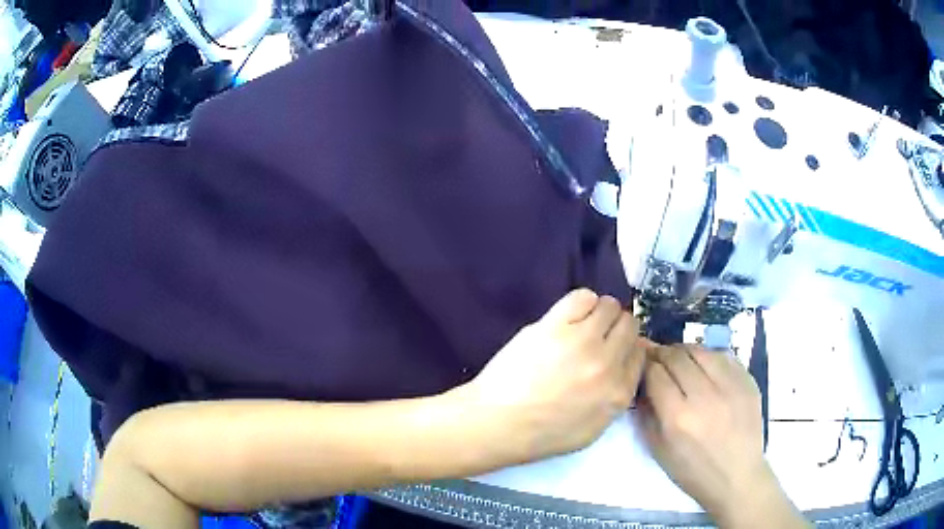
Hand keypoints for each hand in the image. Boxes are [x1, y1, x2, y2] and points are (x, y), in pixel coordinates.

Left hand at [459, 289, 645, 464]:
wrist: (497, 423)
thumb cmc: (541, 434)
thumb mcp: (592, 429)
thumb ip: (615, 397)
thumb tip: (623, 364)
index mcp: (619, 393)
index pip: (639, 354)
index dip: (628, 348)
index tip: (615, 349)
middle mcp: (608, 364)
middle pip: (630, 326)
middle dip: (618, 328)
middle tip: (598, 336)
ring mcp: (582, 342)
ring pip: (610, 306)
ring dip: (601, 313)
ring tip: (582, 325)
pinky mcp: (555, 326)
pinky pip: (583, 297)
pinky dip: (582, 303)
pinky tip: (569, 316)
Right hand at [638, 345, 807, 528]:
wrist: (736, 476)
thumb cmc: (692, 470)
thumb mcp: (658, 450)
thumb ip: (646, 414)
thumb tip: (641, 383)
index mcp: (678, 418)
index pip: (655, 374)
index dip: (645, 365)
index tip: (642, 365)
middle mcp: (704, 396)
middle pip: (677, 357)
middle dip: (662, 354)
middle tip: (657, 358)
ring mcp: (730, 386)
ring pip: (701, 351)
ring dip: (684, 351)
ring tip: (680, 359)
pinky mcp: (747, 381)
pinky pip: (723, 356)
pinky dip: (708, 357)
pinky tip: (704, 367)